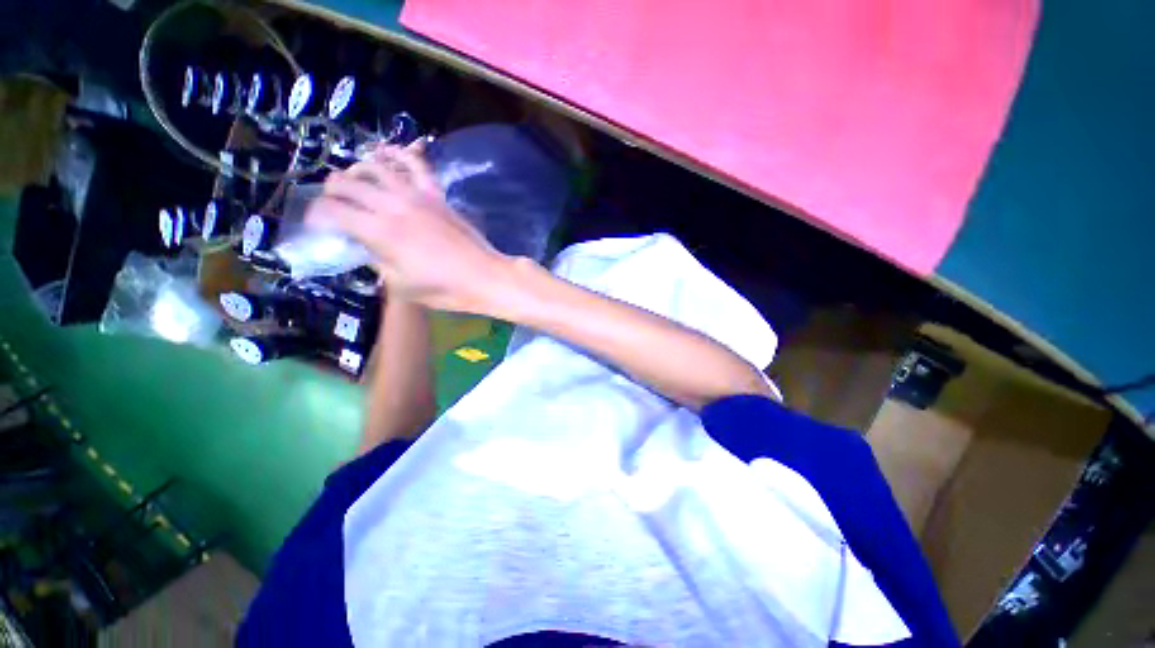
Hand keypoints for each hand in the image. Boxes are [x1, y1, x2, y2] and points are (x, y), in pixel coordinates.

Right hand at [307, 144, 511, 312]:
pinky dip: (399, 154)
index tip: (319, 225)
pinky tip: (388, 154)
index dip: (317, 215)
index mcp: (380, 232)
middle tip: (335, 205)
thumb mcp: (401, 285)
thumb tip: (363, 244)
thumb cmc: (446, 289)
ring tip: (356, 182)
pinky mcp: (437, 194)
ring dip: (358, 171)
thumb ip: (376, 260)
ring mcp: (417, 195)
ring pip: (376, 165)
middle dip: (331, 192)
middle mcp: (393, 205)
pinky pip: (416, 164)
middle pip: (346, 182)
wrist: (485, 277)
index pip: (332, 210)